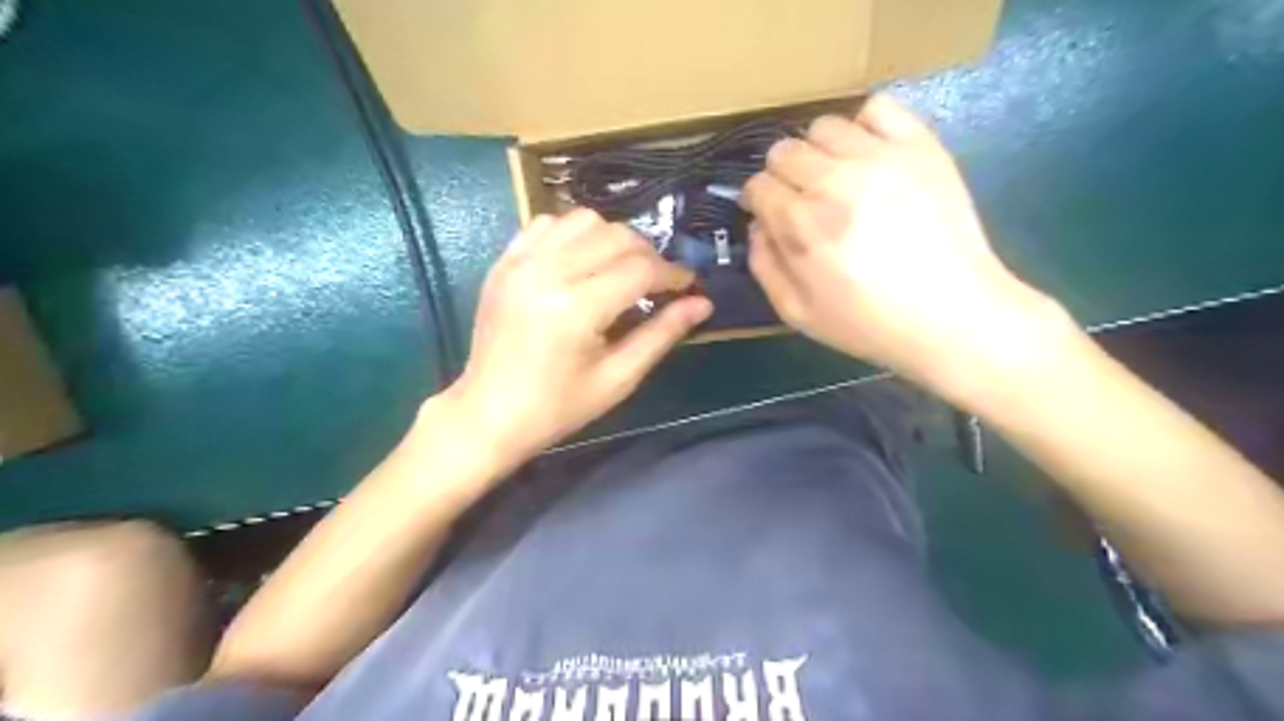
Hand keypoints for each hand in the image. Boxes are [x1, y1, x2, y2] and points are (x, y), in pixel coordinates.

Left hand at [443, 213, 711, 465]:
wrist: (488, 414)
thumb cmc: (557, 407)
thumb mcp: (617, 378)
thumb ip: (661, 334)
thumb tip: (703, 303)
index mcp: (575, 309)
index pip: (640, 269)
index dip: (673, 274)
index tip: (688, 286)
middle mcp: (547, 273)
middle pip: (617, 236)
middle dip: (648, 255)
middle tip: (657, 283)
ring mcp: (520, 262)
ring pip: (584, 220)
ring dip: (613, 239)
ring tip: (621, 270)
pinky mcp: (504, 262)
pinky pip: (547, 223)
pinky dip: (574, 233)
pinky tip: (581, 261)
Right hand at [744, 94, 1062, 395]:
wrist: (952, 315)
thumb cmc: (869, 323)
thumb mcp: (798, 313)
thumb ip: (765, 266)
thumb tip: (757, 226)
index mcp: (802, 225)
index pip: (759, 186)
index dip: (759, 201)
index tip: (771, 215)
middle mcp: (834, 181)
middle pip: (784, 152)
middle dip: (783, 176)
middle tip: (803, 200)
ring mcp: (880, 158)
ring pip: (823, 127)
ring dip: (819, 151)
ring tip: (836, 178)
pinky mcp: (920, 146)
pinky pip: (878, 107)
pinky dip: (864, 125)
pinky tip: (869, 154)